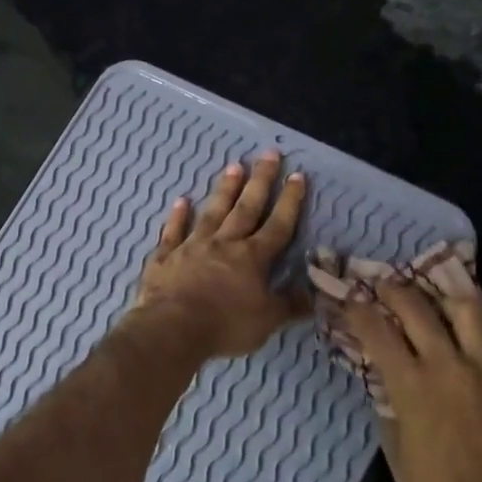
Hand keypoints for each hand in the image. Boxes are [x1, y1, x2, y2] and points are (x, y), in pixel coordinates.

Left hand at [135, 151, 307, 358]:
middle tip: (269, 154)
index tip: (297, 175)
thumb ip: (290, 304)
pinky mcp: (165, 257)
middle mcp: (224, 243)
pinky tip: (181, 201)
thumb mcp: (267, 320)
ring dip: (224, 189)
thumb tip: (316, 294)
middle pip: (246, 208)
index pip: (278, 225)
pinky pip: (173, 231)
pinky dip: (177, 216)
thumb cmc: (225, 325)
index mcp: (252, 258)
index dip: (290, 201)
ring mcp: (192, 246)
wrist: (172, 328)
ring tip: (234, 166)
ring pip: (212, 212)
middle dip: (260, 181)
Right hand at [342, 256, 481, 481]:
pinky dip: (471, 318)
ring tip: (428, 286)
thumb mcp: (395, 449)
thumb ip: (388, 403)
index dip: (358, 308)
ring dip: (440, 291)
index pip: (378, 330)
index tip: (347, 295)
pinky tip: (460, 318)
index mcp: (412, 386)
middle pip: (417, 307)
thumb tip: (383, 375)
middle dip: (393, 289)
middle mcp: (448, 365)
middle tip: (380, 283)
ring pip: (465, 308)